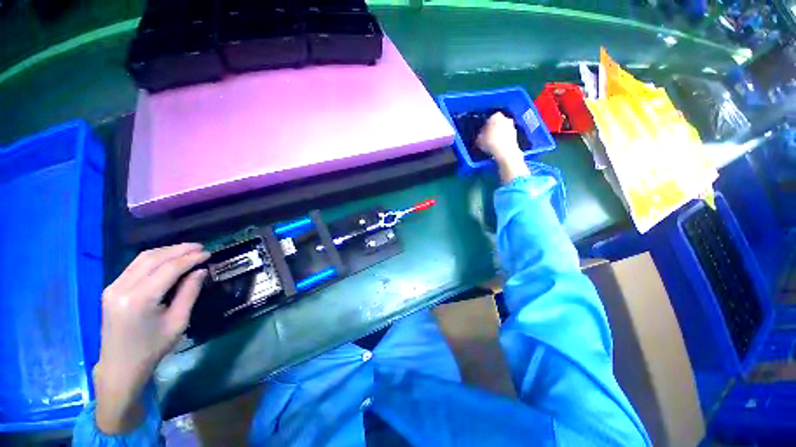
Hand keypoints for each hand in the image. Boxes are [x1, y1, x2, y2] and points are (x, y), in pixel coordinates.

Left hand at [94, 243, 209, 433]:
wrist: (120, 366)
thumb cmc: (152, 348)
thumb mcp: (178, 322)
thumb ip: (189, 293)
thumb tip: (200, 270)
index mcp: (139, 299)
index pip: (169, 269)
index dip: (190, 258)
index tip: (208, 253)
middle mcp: (122, 288)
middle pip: (153, 258)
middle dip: (179, 250)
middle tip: (200, 247)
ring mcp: (113, 287)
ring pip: (142, 258)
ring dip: (167, 251)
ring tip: (188, 250)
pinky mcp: (111, 288)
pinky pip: (135, 266)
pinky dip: (155, 258)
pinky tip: (168, 259)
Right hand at [476, 112, 528, 182]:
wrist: (506, 152)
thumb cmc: (490, 143)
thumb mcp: (478, 140)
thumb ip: (479, 135)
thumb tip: (480, 135)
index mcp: (495, 116)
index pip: (488, 119)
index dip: (484, 126)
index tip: (482, 133)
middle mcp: (505, 118)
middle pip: (497, 123)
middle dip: (493, 129)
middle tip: (487, 137)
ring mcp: (512, 126)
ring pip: (503, 129)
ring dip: (499, 134)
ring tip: (493, 143)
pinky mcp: (516, 134)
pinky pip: (507, 135)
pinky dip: (504, 139)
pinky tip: (499, 146)